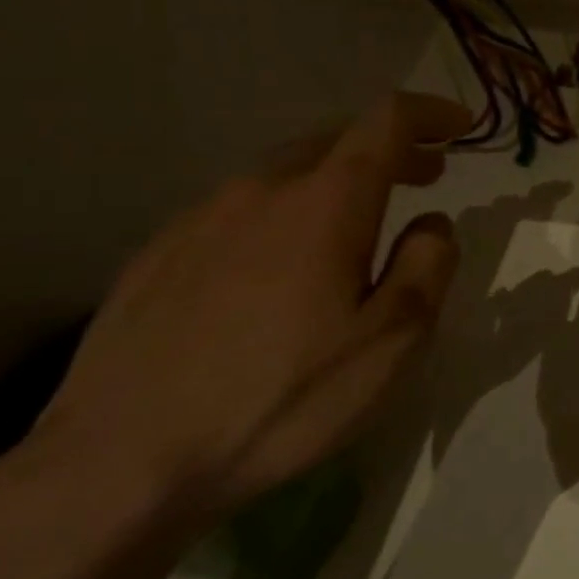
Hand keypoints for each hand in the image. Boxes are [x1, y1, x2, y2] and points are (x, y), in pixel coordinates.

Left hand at [29, 93, 478, 528]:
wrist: (118, 465)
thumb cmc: (283, 398)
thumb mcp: (393, 340)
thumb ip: (429, 265)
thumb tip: (431, 223)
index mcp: (325, 204)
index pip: (386, 122)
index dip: (430, 113)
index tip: (461, 124)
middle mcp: (261, 192)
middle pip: (335, 139)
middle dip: (390, 147)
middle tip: (427, 174)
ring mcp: (199, 221)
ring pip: (284, 172)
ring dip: (336, 179)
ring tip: (360, 219)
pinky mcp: (157, 257)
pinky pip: (240, 209)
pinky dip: (285, 210)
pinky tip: (284, 261)